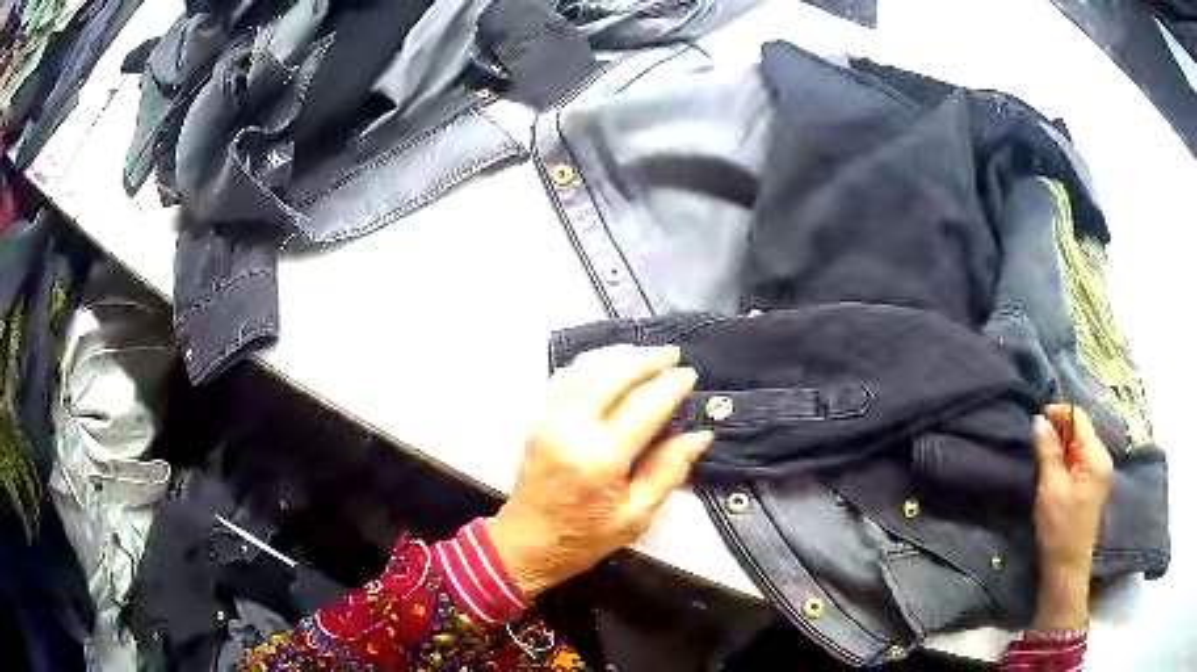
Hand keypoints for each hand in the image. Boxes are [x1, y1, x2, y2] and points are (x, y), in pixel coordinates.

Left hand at [486, 346, 712, 599]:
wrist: (528, 541)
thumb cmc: (585, 536)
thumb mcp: (637, 516)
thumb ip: (668, 471)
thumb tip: (701, 435)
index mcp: (601, 459)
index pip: (644, 406)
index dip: (671, 385)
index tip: (690, 374)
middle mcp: (572, 429)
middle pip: (613, 374)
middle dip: (647, 358)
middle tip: (672, 356)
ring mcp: (550, 418)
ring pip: (588, 367)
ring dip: (621, 355)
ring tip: (648, 356)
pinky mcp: (538, 416)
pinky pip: (566, 375)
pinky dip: (592, 362)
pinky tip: (610, 364)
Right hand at [1031, 404, 1113, 630]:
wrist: (1067, 567)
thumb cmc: (1059, 528)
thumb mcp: (1050, 488)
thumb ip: (1047, 451)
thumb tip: (1039, 419)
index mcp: (1096, 456)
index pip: (1079, 418)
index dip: (1058, 413)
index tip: (1037, 420)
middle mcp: (1103, 457)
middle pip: (1081, 429)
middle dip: (1060, 430)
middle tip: (1037, 440)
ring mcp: (1101, 471)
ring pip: (1080, 444)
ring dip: (1063, 445)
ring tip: (1044, 455)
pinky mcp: (1095, 483)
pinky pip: (1081, 458)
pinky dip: (1067, 458)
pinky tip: (1055, 470)